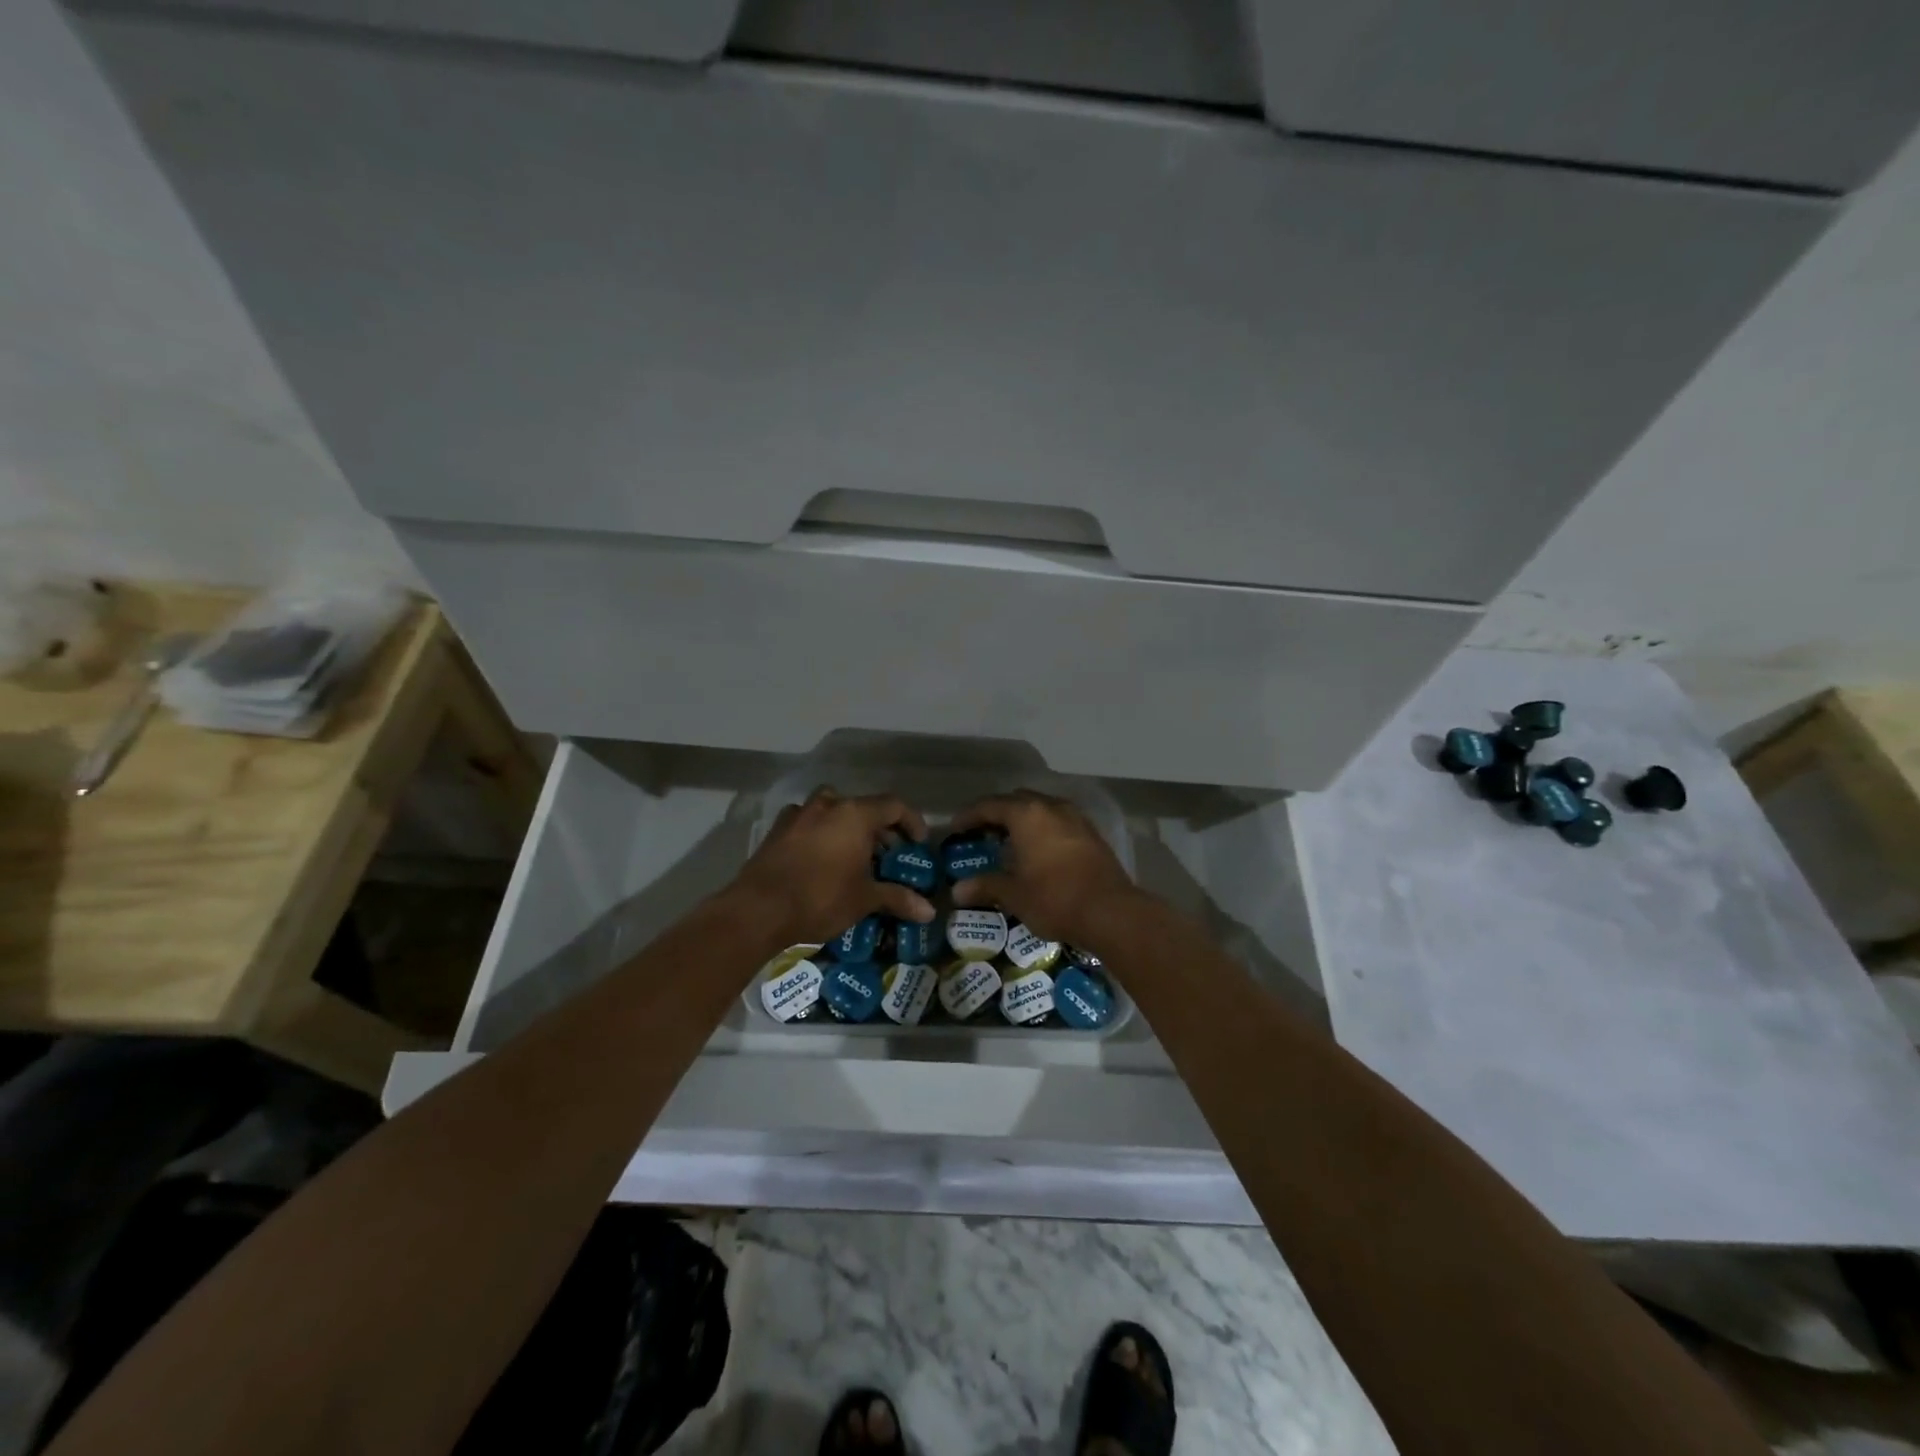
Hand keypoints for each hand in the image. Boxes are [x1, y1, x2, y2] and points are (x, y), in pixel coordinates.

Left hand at [728, 787, 935, 946]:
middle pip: (863, 807)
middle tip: (889, 854)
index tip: (918, 843)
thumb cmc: (821, 898)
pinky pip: (809, 823)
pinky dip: (821, 834)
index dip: (911, 822)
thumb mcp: (865, 899)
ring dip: (848, 827)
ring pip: (833, 811)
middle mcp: (828, 804)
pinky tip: (822, 858)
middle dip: (880, 828)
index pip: (894, 806)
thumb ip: (898, 898)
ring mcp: (799, 814)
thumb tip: (929, 911)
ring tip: (855, 854)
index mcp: (855, 814)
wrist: (758, 909)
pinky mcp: (777, 829)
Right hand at [948, 791, 1141, 948]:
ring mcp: (1075, 818)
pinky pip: (1058, 822)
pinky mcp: (1091, 834)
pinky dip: (1042, 830)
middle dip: (996, 814)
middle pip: (1016, 800)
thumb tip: (957, 890)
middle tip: (981, 834)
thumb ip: (985, 886)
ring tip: (1008, 843)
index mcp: (1027, 814)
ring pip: (1040, 809)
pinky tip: (1038, 852)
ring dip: (1022, 821)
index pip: (989, 805)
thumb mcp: (1014, 894)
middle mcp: (1051, 807)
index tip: (955, 829)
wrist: (1111, 912)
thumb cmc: (1055, 898)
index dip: (968, 816)